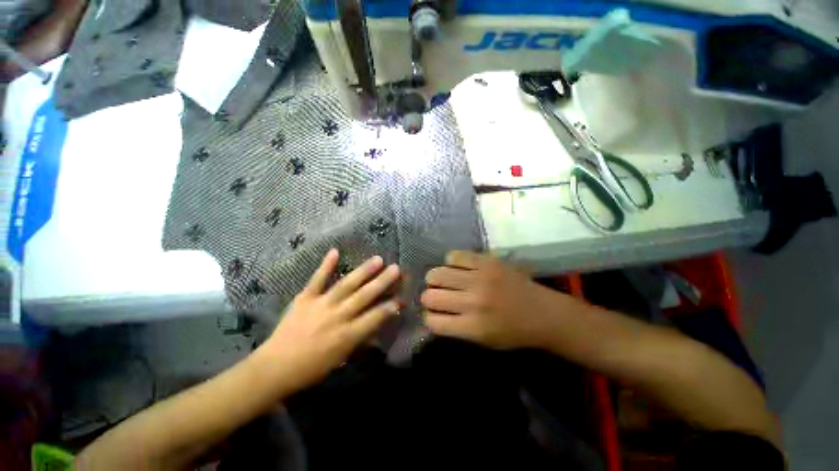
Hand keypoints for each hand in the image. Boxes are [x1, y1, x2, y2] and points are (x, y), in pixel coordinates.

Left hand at [261, 249, 399, 393]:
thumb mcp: (341, 357)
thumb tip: (377, 321)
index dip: (390, 306)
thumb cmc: (311, 368)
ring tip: (378, 259)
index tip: (401, 297)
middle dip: (382, 282)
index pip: (375, 317)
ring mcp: (320, 305)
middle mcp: (337, 317)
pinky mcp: (304, 298)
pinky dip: (326, 265)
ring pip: (346, 285)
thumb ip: (360, 338)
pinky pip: (317, 280)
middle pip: (364, 296)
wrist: (274, 368)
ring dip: (363, 271)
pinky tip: (335, 251)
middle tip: (396, 268)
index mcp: (347, 335)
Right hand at [421, 251, 578, 349]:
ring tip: (443, 281)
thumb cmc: (514, 332)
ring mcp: (480, 278)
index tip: (432, 314)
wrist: (543, 312)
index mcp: (473, 326)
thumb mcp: (483, 341)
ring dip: (435, 279)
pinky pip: (454, 256)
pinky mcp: (487, 261)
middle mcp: (473, 301)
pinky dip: (451, 262)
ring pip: (437, 274)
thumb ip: (456, 328)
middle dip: (428, 298)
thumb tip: (432, 314)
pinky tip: (457, 268)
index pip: (433, 321)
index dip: (428, 318)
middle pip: (430, 296)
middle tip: (437, 296)